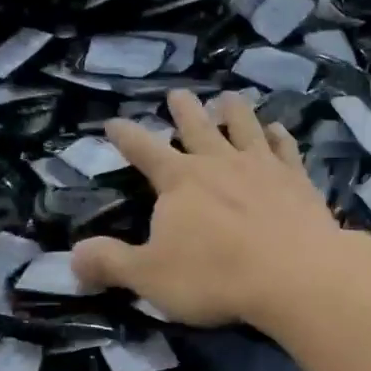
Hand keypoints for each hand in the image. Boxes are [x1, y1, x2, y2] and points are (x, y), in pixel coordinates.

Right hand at [72, 90, 370, 328]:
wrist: (294, 274)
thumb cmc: (215, 276)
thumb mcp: (150, 276)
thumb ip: (111, 263)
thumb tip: (72, 257)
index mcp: (180, 181)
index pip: (144, 150)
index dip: (126, 135)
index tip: (114, 122)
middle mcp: (219, 163)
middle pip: (197, 127)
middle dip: (184, 110)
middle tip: (178, 94)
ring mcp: (262, 167)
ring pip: (245, 127)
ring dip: (235, 111)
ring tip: (229, 97)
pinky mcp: (298, 181)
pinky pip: (287, 150)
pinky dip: (281, 138)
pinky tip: (280, 131)